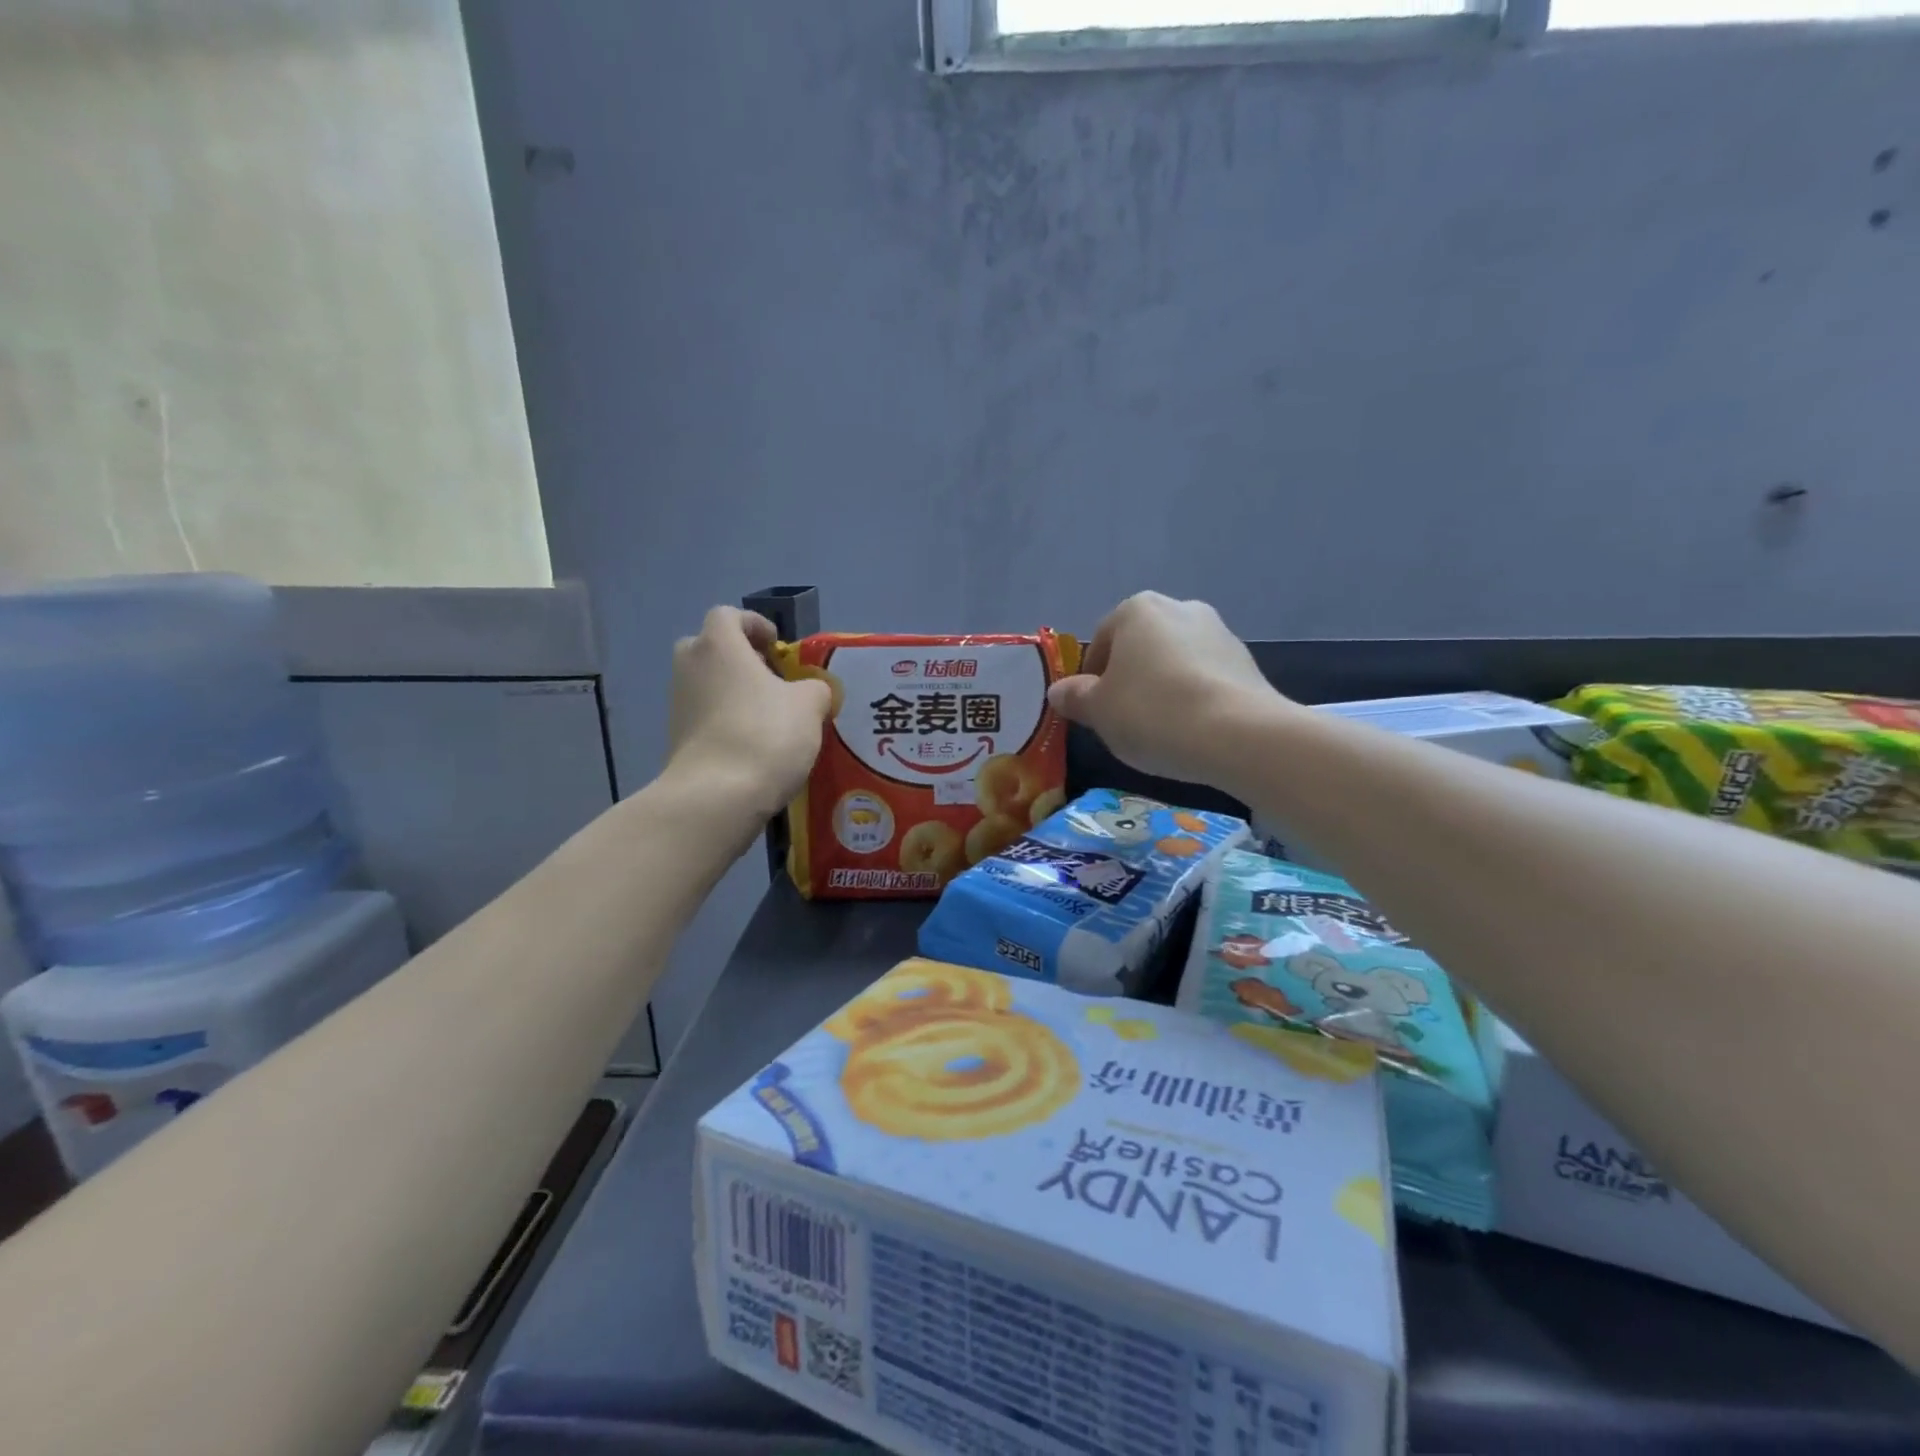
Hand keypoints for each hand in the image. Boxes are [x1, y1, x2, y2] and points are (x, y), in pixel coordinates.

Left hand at [665, 607, 831, 819]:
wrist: (718, 796)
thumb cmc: (765, 734)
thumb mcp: (809, 705)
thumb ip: (814, 688)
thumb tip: (810, 691)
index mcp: (719, 645)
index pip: (728, 615)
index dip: (755, 625)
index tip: (779, 648)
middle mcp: (691, 667)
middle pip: (711, 647)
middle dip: (740, 658)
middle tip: (772, 680)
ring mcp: (678, 704)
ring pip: (708, 684)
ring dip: (734, 693)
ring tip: (770, 718)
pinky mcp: (677, 739)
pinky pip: (705, 717)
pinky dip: (726, 722)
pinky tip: (754, 746)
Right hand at [1047, 593, 1287, 786]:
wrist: (1238, 734)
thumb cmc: (1152, 713)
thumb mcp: (1098, 711)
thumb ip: (1074, 697)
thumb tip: (1059, 691)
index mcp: (1136, 610)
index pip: (1100, 642)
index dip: (1090, 679)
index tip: (1093, 711)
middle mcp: (1179, 608)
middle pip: (1139, 648)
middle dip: (1129, 680)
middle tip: (1123, 720)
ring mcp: (1218, 632)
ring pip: (1174, 662)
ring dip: (1162, 688)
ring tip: (1160, 729)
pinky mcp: (1246, 661)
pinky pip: (1204, 678)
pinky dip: (1192, 697)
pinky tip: (1191, 729)